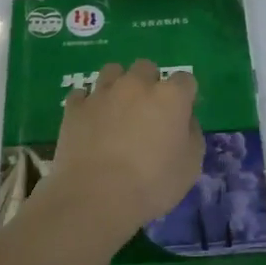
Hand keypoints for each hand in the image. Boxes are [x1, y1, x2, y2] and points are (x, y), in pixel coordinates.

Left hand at [48, 61, 202, 237]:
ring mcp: (102, 93)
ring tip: (116, 109)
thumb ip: (191, 135)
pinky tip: (90, 120)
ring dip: (118, 84)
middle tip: (147, 111)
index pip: (185, 80)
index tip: (181, 115)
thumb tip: (184, 121)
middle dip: (149, 83)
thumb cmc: (152, 185)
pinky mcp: (74, 107)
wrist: (96, 196)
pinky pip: (82, 94)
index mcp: (170, 97)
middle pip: (146, 68)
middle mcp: (136, 85)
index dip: (185, 96)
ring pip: (112, 71)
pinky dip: (88, 103)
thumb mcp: (190, 167)